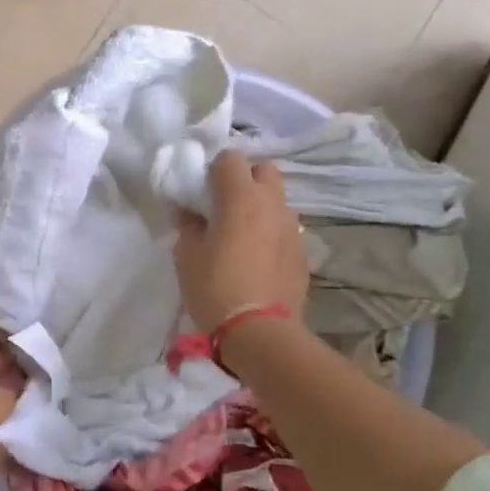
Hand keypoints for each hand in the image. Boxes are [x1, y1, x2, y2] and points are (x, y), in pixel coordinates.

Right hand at [173, 151, 308, 330]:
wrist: (260, 332)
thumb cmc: (215, 287)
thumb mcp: (187, 255)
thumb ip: (188, 224)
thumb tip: (189, 211)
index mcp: (240, 197)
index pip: (230, 158)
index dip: (214, 169)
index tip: (202, 190)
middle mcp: (271, 203)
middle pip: (264, 170)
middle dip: (245, 179)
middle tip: (226, 205)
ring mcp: (292, 226)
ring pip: (277, 200)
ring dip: (261, 206)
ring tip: (243, 233)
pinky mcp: (302, 251)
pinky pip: (285, 228)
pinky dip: (272, 232)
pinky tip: (259, 257)